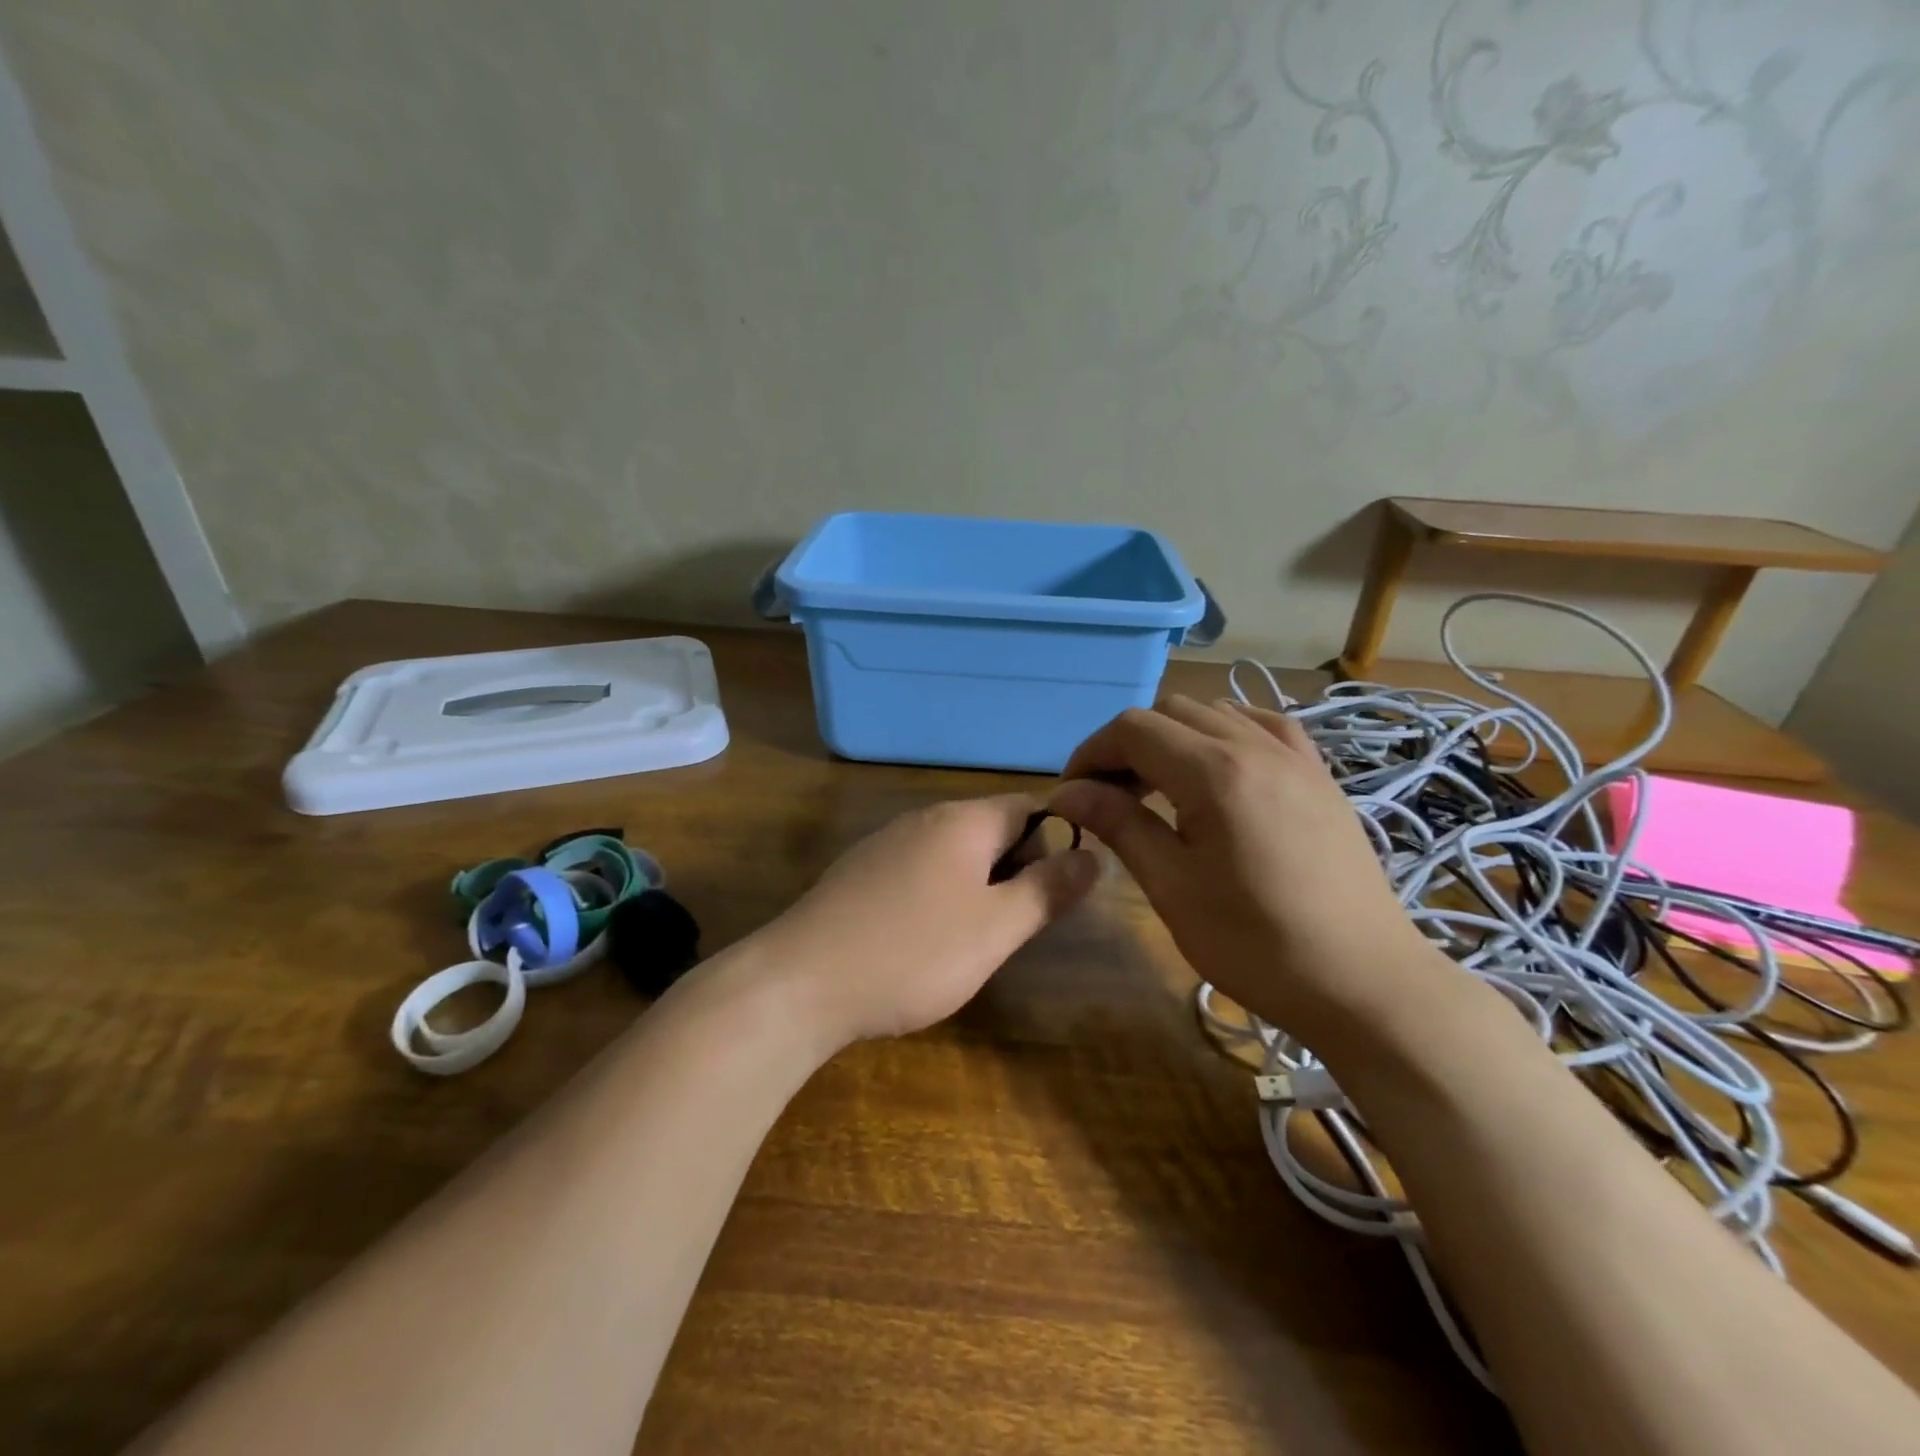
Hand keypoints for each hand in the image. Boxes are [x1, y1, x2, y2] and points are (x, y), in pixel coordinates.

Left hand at [767, 795, 1099, 1046]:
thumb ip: (1048, 889)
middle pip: (992, 829)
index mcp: (963, 821)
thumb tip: (1095, 854)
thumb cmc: (913, 953)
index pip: (1030, 807)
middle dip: (1015, 872)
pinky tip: (920, 944)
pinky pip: (918, 872)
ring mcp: (885, 844)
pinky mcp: (859, 873)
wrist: (799, 982)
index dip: (1054, 845)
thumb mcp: (996, 928)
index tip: (1051, 897)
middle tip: (1009, 930)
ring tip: (969, 944)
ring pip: (954, 854)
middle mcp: (923, 819)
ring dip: (977, 889)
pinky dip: (937, 898)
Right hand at [1050, 696, 1435, 1045]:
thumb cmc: (1257, 944)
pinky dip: (1224, 734)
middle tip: (1109, 797)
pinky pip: (1262, 726)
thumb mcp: (1173, 887)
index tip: (1072, 796)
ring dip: (1173, 737)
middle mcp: (1255, 745)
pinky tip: (1218, 769)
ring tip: (1159, 787)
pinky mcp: (1318, 774)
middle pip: (1169, 712)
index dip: (1091, 753)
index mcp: (1214, 772)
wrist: (1364, 982)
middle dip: (1127, 745)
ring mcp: (1295, 756)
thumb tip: (1066, 793)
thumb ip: (1119, 825)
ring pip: (1215, 712)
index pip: (1132, 729)